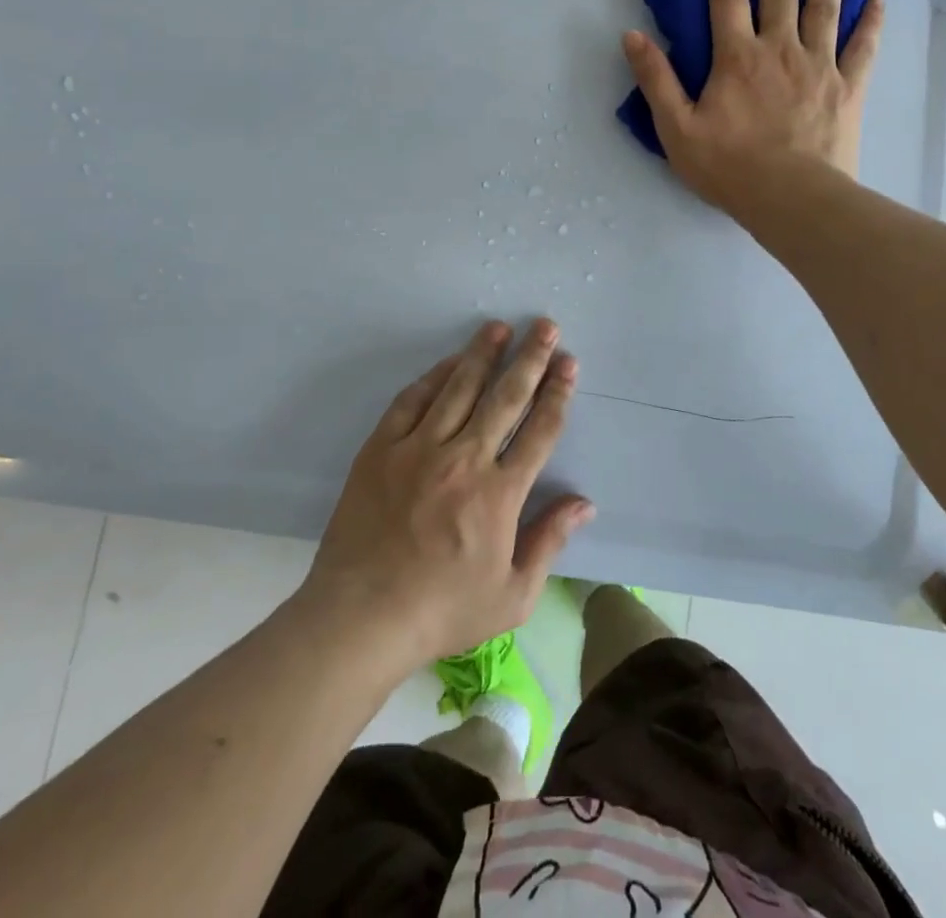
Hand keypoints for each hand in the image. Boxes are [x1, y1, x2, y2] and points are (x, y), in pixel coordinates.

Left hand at [302, 319, 592, 663]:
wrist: (361, 618)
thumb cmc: (442, 611)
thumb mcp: (512, 595)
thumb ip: (549, 541)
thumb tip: (584, 503)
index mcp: (500, 494)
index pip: (539, 430)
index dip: (557, 393)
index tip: (568, 363)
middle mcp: (464, 460)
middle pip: (505, 397)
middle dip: (530, 358)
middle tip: (546, 327)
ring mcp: (419, 450)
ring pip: (459, 388)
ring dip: (483, 354)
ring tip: (501, 327)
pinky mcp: (381, 449)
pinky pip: (412, 401)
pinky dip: (434, 377)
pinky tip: (449, 362)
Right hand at [622, 0, 883, 209]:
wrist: (790, 198)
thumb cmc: (729, 167)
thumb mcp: (676, 128)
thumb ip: (655, 79)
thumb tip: (632, 35)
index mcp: (737, 57)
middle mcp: (780, 49)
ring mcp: (820, 66)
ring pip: (825, 7)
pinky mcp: (848, 88)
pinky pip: (863, 47)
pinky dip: (870, 21)